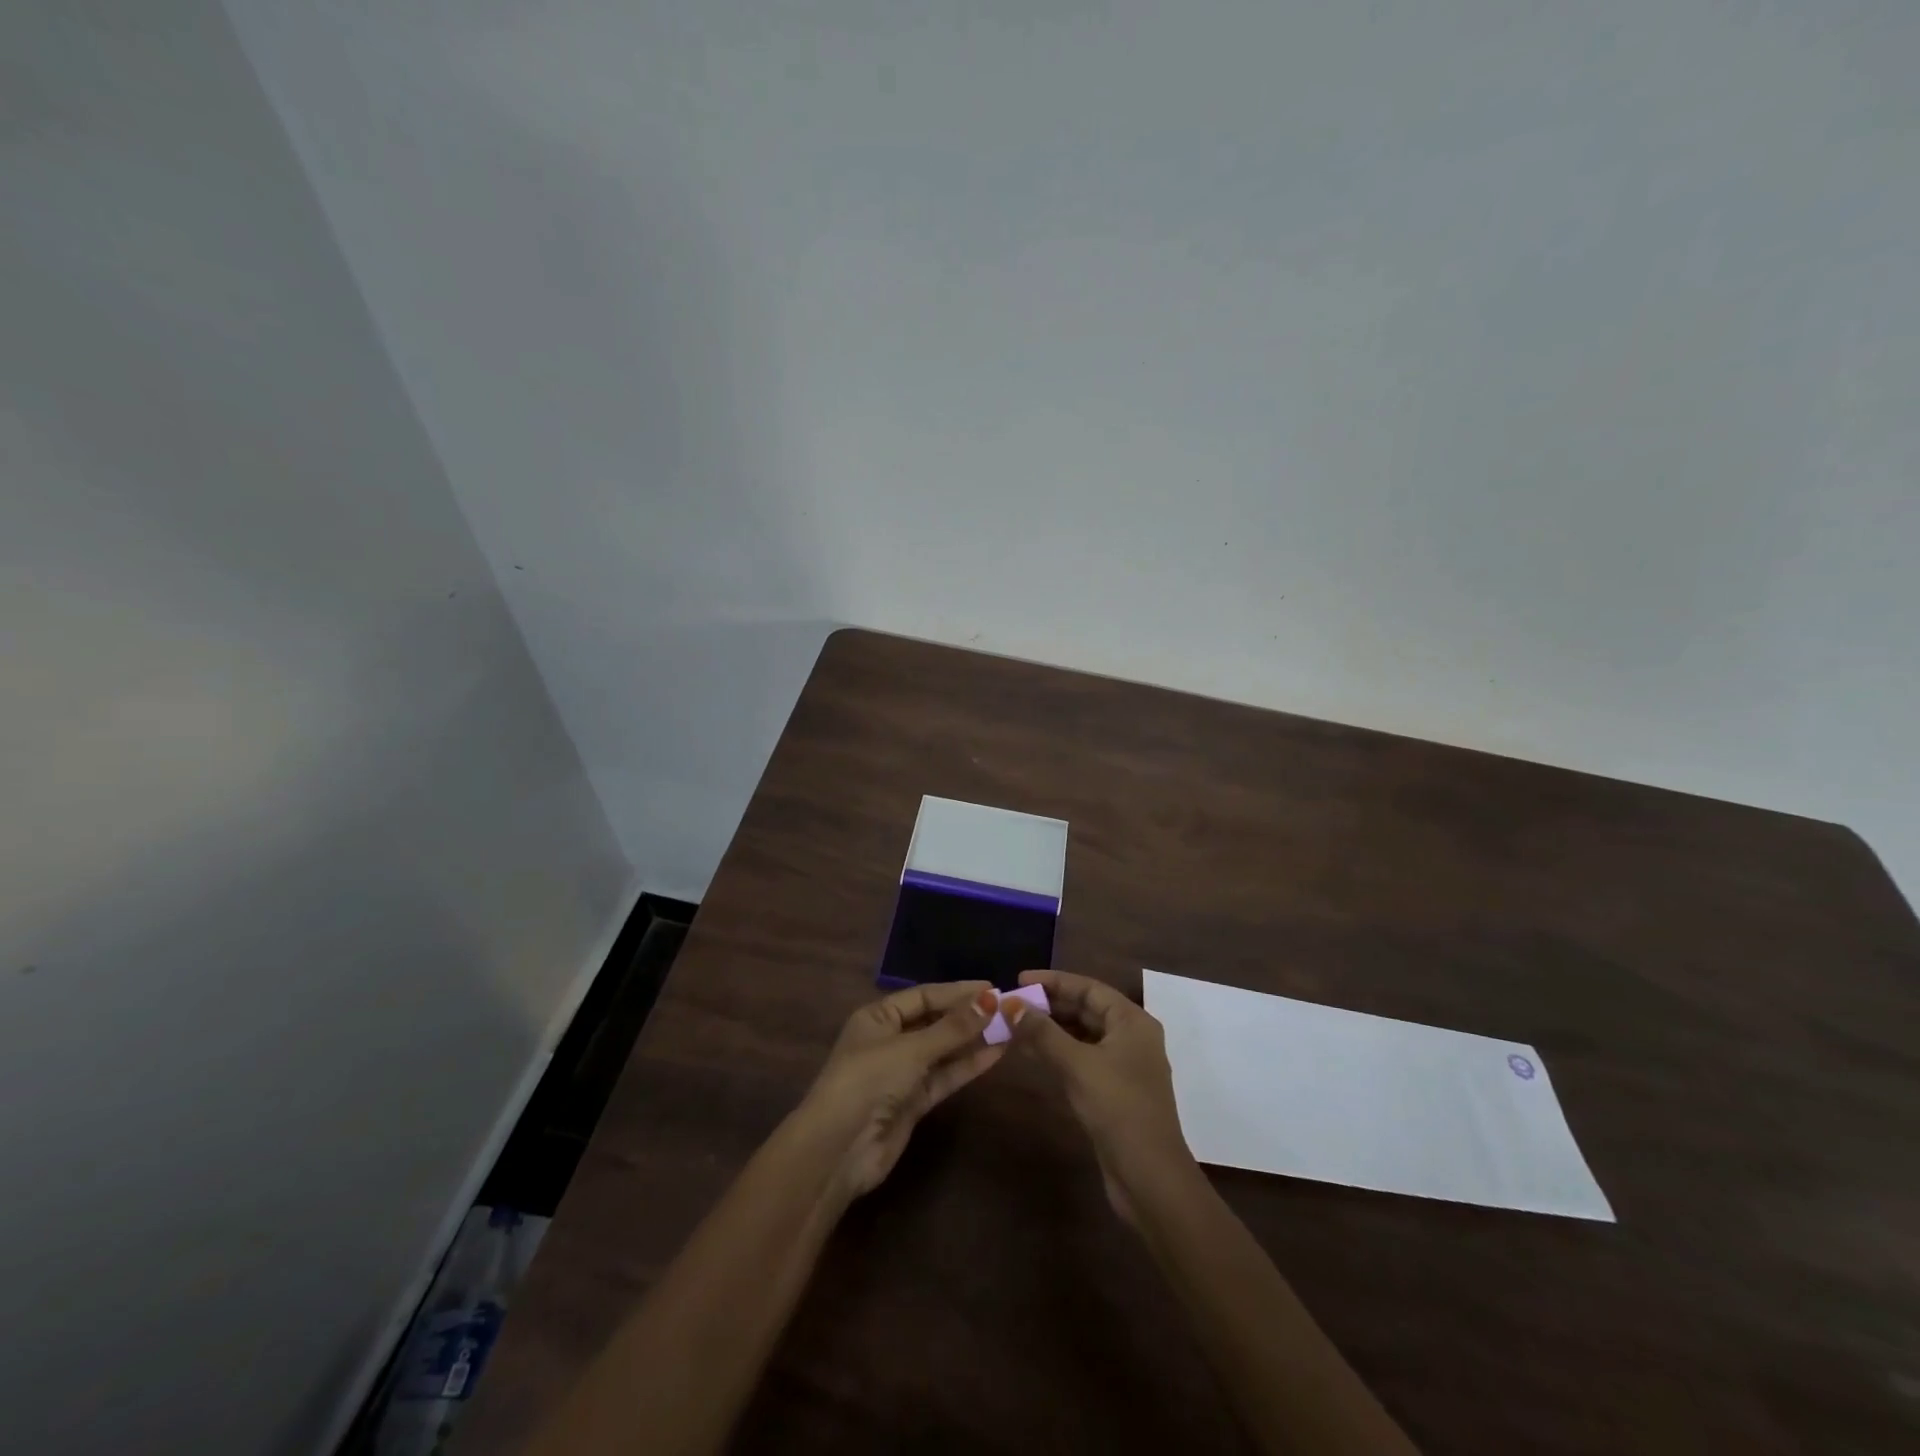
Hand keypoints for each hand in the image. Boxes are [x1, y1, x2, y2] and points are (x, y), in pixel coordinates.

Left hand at [793, 981, 1004, 1202]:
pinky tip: (996, 1053)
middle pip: (935, 1021)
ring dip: (973, 1040)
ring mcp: (902, 1073)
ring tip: (1010, 1027)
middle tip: (1007, 1007)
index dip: (957, 991)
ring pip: (943, 1050)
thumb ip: (953, 1028)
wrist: (839, 1149)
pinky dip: (967, 1065)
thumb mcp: (911, 1049)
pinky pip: (945, 1076)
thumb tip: (992, 999)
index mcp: (878, 1017)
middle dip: (968, 1015)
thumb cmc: (868, 1081)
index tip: (993, 987)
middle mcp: (889, 1040)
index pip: (924, 996)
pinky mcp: (913, 1102)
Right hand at [1004, 969, 1195, 1223]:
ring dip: (1050, 1030)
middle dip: (1049, 1005)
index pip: (1089, 988)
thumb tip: (1009, 1005)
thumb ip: (1042, 1033)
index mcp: (1132, 1021)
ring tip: (1014, 1026)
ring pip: (1081, 1035)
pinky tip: (1031, 1054)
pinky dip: (1057, 1052)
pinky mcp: (1113, 1091)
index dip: (1053, 981)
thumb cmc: (1118, 1108)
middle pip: (1085, 1009)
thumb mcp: (1077, 1065)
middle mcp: (1131, 1037)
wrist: (1149, 1178)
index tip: (1018, 980)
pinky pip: (1081, 1058)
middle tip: (1011, 1005)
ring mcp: (1123, 1066)